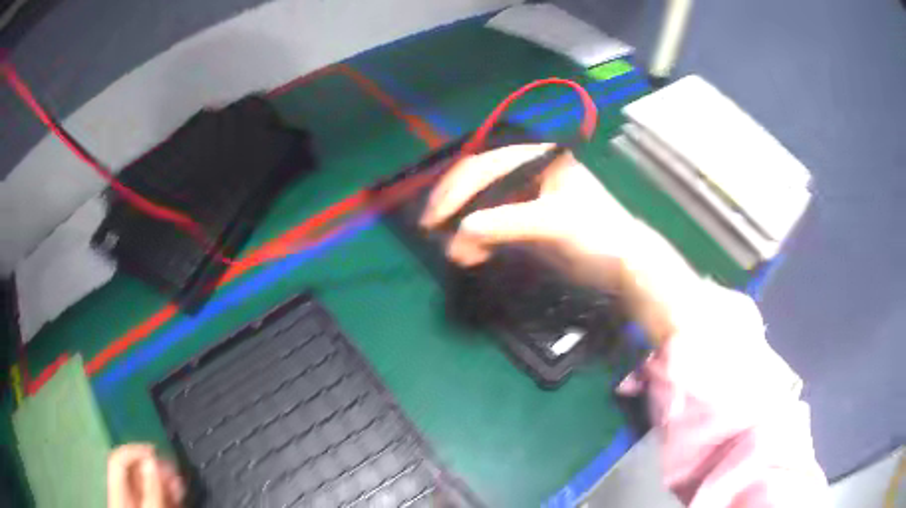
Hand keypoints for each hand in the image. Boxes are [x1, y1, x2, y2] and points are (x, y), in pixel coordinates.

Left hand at [108, 444, 184, 507]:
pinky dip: (165, 491)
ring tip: (178, 478)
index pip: (119, 460)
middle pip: (134, 471)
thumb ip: (150, 488)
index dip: (135, 450)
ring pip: (146, 484)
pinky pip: (153, 495)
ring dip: (162, 478)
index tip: (156, 451)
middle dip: (153, 466)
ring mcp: (135, 503)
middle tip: (172, 466)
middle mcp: (123, 494)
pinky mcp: (146, 507)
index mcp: (118, 491)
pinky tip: (176, 490)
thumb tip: (151, 460)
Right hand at [420, 144, 703, 345]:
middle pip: (479, 182)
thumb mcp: (554, 223)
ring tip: (456, 254)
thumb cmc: (597, 234)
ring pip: (482, 204)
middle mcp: (529, 170)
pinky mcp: (527, 220)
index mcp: (538, 157)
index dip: (456, 189)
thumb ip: (507, 223)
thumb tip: (459, 232)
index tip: (434, 217)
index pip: (486, 165)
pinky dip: (478, 239)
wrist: (625, 266)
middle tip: (432, 232)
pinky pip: (492, 224)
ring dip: (464, 228)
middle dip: (456, 207)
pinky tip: (471, 254)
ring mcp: (527, 196)